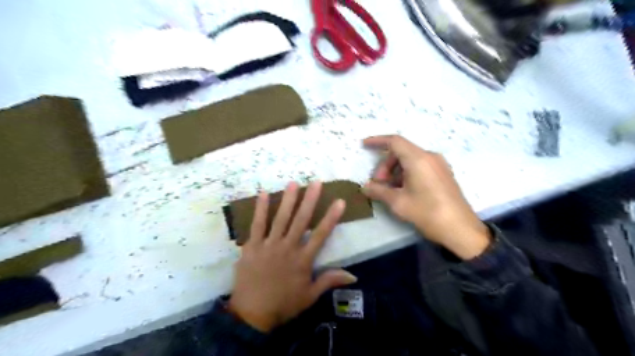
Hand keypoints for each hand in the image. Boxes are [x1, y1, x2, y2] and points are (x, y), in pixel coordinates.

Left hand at [228, 182, 356, 331]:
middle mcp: (288, 248)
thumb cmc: (284, 304)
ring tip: (293, 183)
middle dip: (309, 200)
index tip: (338, 201)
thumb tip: (354, 276)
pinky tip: (262, 194)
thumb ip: (329, 281)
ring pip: (280, 218)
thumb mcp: (310, 296)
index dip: (331, 217)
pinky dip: (260, 209)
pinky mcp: (252, 246)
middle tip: (315, 182)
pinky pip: (257, 225)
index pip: (321, 234)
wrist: (252, 314)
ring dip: (287, 200)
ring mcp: (269, 245)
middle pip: (301, 220)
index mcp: (303, 260)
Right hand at [362, 135, 489, 259]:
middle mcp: (429, 156)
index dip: (377, 141)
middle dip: (385, 165)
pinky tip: (403, 190)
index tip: (364, 145)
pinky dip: (406, 174)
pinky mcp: (443, 174)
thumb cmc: (427, 213)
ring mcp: (438, 165)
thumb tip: (365, 187)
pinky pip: (420, 166)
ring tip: (390, 190)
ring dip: (395, 171)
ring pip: (410, 160)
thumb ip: (378, 191)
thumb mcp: (398, 203)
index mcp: (418, 159)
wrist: (461, 229)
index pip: (394, 141)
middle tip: (378, 184)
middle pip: (401, 152)